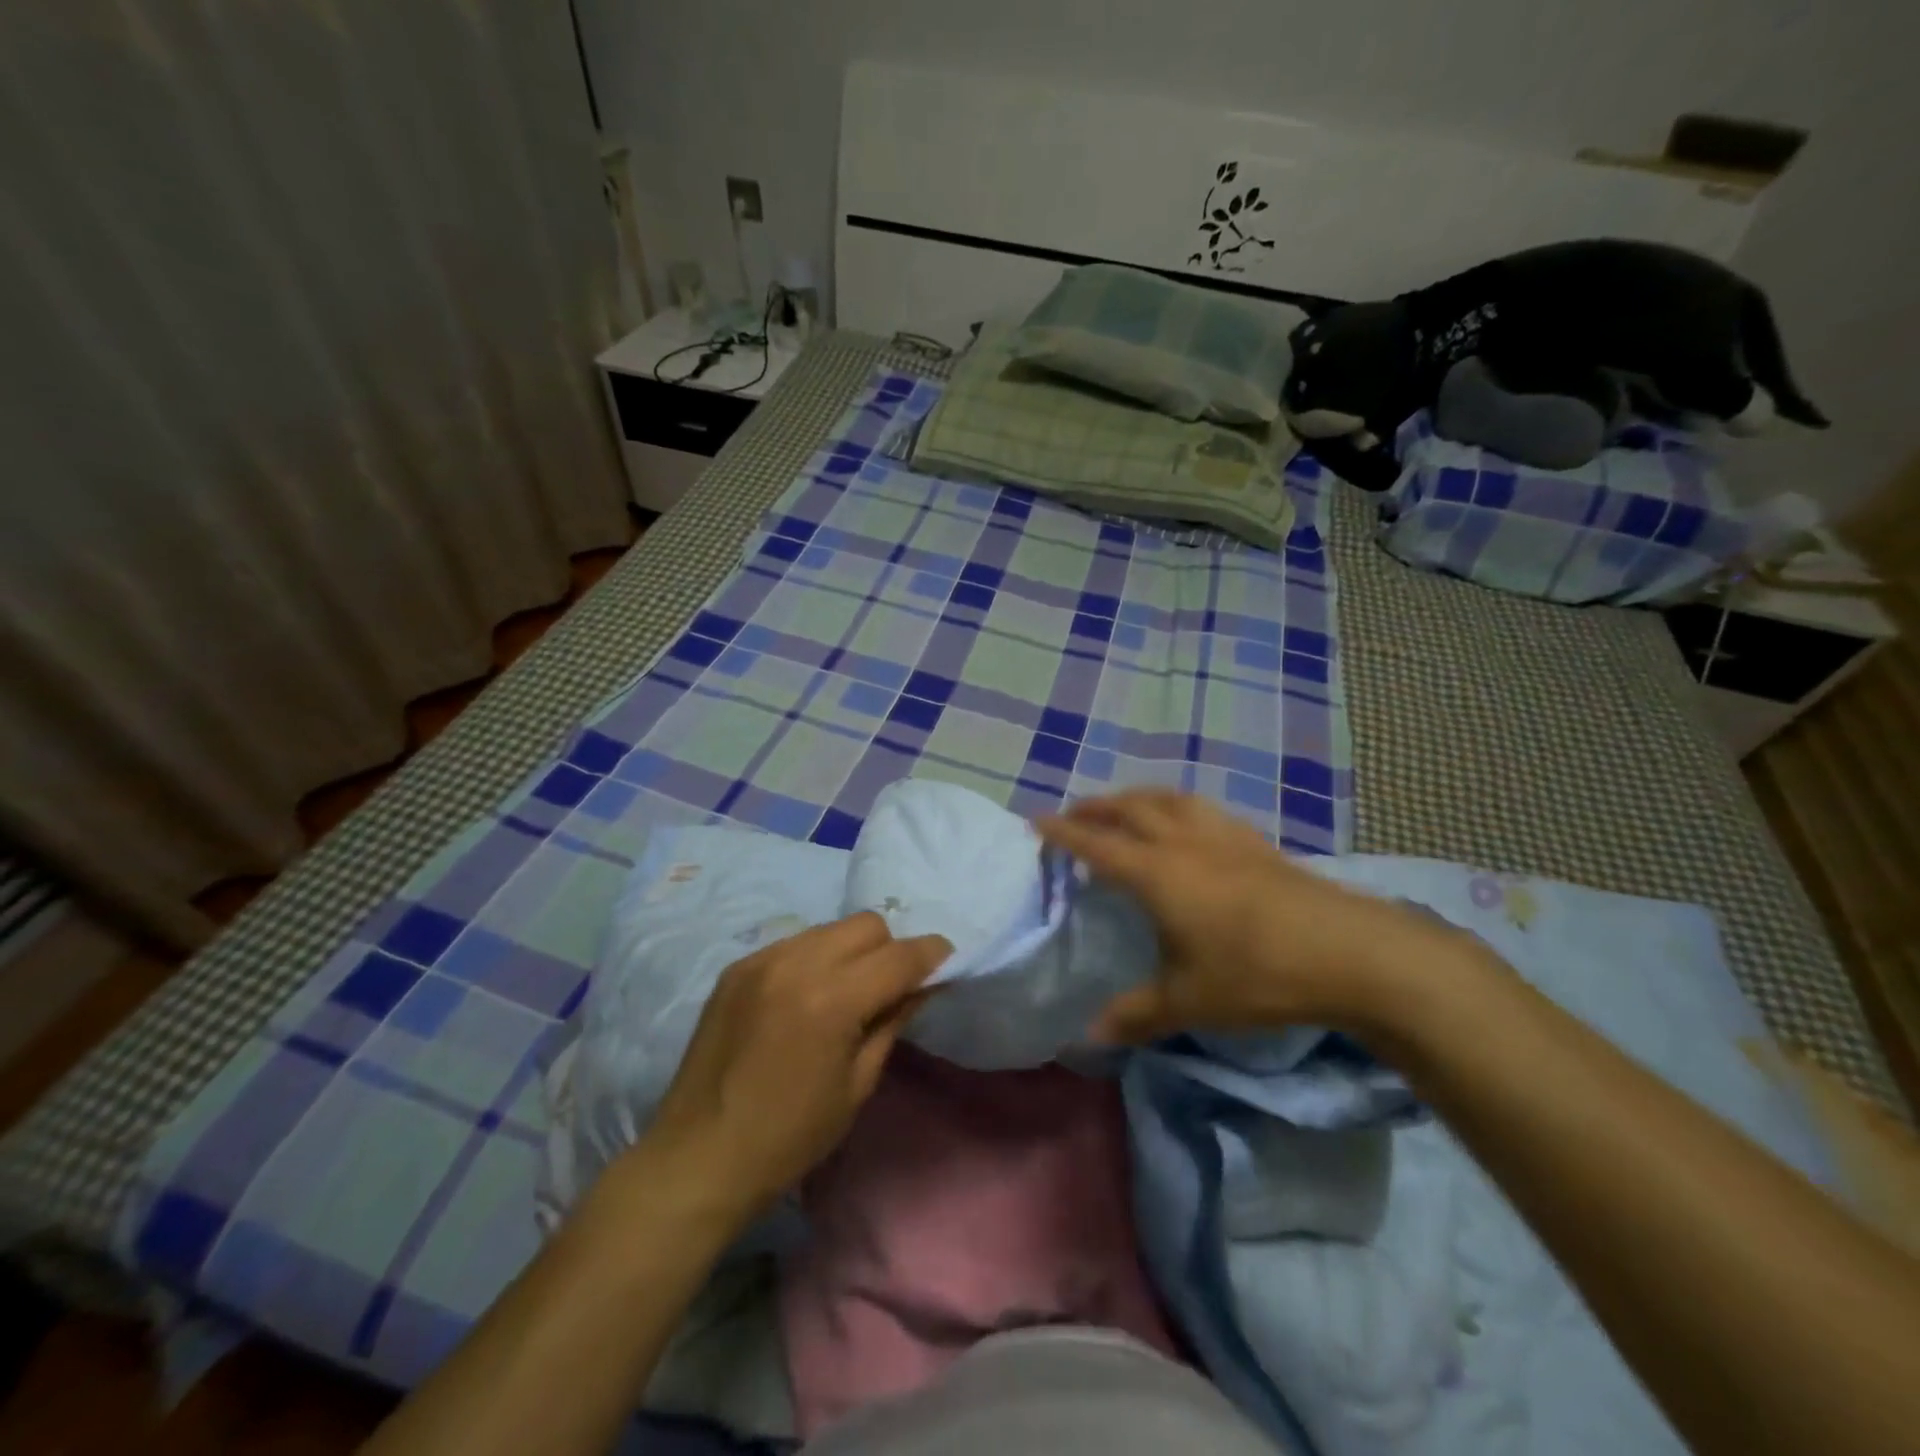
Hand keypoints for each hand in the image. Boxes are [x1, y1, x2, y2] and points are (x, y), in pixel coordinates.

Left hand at [635, 912, 950, 1221]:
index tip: (946, 964)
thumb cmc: (789, 1137)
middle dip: (890, 949)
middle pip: (867, 925)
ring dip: (852, 950)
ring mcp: (762, 960)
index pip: (900, 956)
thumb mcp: (857, 1085)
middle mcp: (797, 964)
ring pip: (830, 928)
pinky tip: (806, 996)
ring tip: (846, 991)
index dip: (932, 956)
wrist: (698, 1157)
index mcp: (831, 1000)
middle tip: (891, 987)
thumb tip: (923, 985)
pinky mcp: (737, 966)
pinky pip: (795, 942)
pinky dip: (814, 958)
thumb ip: (893, 1021)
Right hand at [1038, 791, 1485, 1043]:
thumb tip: (1089, 1035)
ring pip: (1169, 800)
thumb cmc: (1259, 974)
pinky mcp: (1257, 843)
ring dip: (1137, 798)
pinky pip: (1202, 810)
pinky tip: (1187, 825)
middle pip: (1130, 809)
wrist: (1352, 952)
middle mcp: (1185, 842)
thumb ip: (1135, 1014)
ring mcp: (1225, 837)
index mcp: (1158, 873)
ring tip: (1124, 808)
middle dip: (1096, 807)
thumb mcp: (1189, 1001)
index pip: (1096, 844)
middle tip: (1074, 814)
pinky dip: (1177, 807)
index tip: (1035, 822)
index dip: (1063, 833)